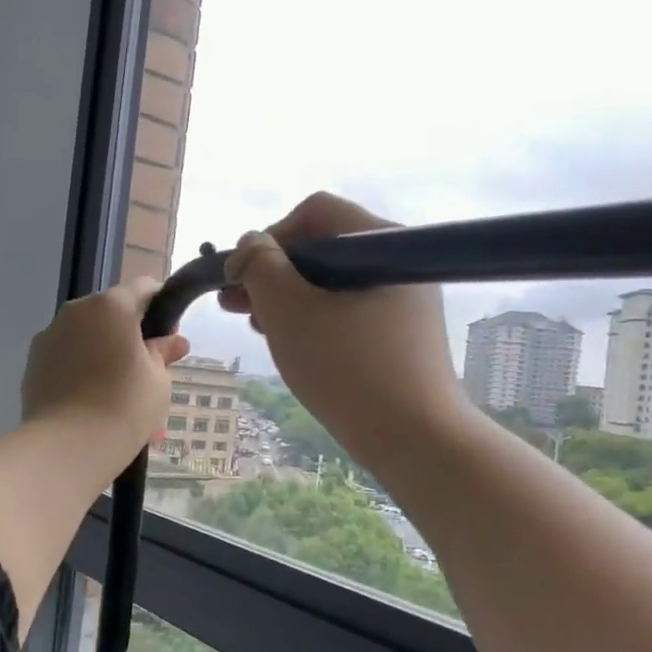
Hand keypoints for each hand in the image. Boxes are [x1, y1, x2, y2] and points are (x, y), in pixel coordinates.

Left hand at [22, 276, 189, 479]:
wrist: (66, 448)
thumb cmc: (123, 407)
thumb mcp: (158, 380)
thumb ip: (163, 353)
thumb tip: (173, 341)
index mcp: (111, 306)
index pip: (144, 287)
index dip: (162, 306)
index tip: (169, 337)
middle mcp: (76, 311)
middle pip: (112, 311)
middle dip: (130, 333)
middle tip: (146, 370)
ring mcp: (49, 336)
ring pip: (87, 335)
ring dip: (104, 352)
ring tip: (117, 392)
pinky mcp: (33, 363)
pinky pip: (66, 356)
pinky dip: (81, 369)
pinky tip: (91, 400)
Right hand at [220, 192, 468, 470]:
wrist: (415, 439)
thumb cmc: (347, 368)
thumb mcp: (288, 311)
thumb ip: (260, 267)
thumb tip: (250, 245)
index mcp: (380, 242)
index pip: (315, 212)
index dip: (270, 237)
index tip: (242, 277)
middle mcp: (398, 262)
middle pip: (324, 248)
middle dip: (273, 273)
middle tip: (236, 305)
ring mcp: (404, 300)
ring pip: (333, 283)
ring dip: (288, 298)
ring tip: (257, 326)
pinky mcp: (402, 334)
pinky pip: (349, 311)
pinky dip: (315, 319)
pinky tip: (291, 342)